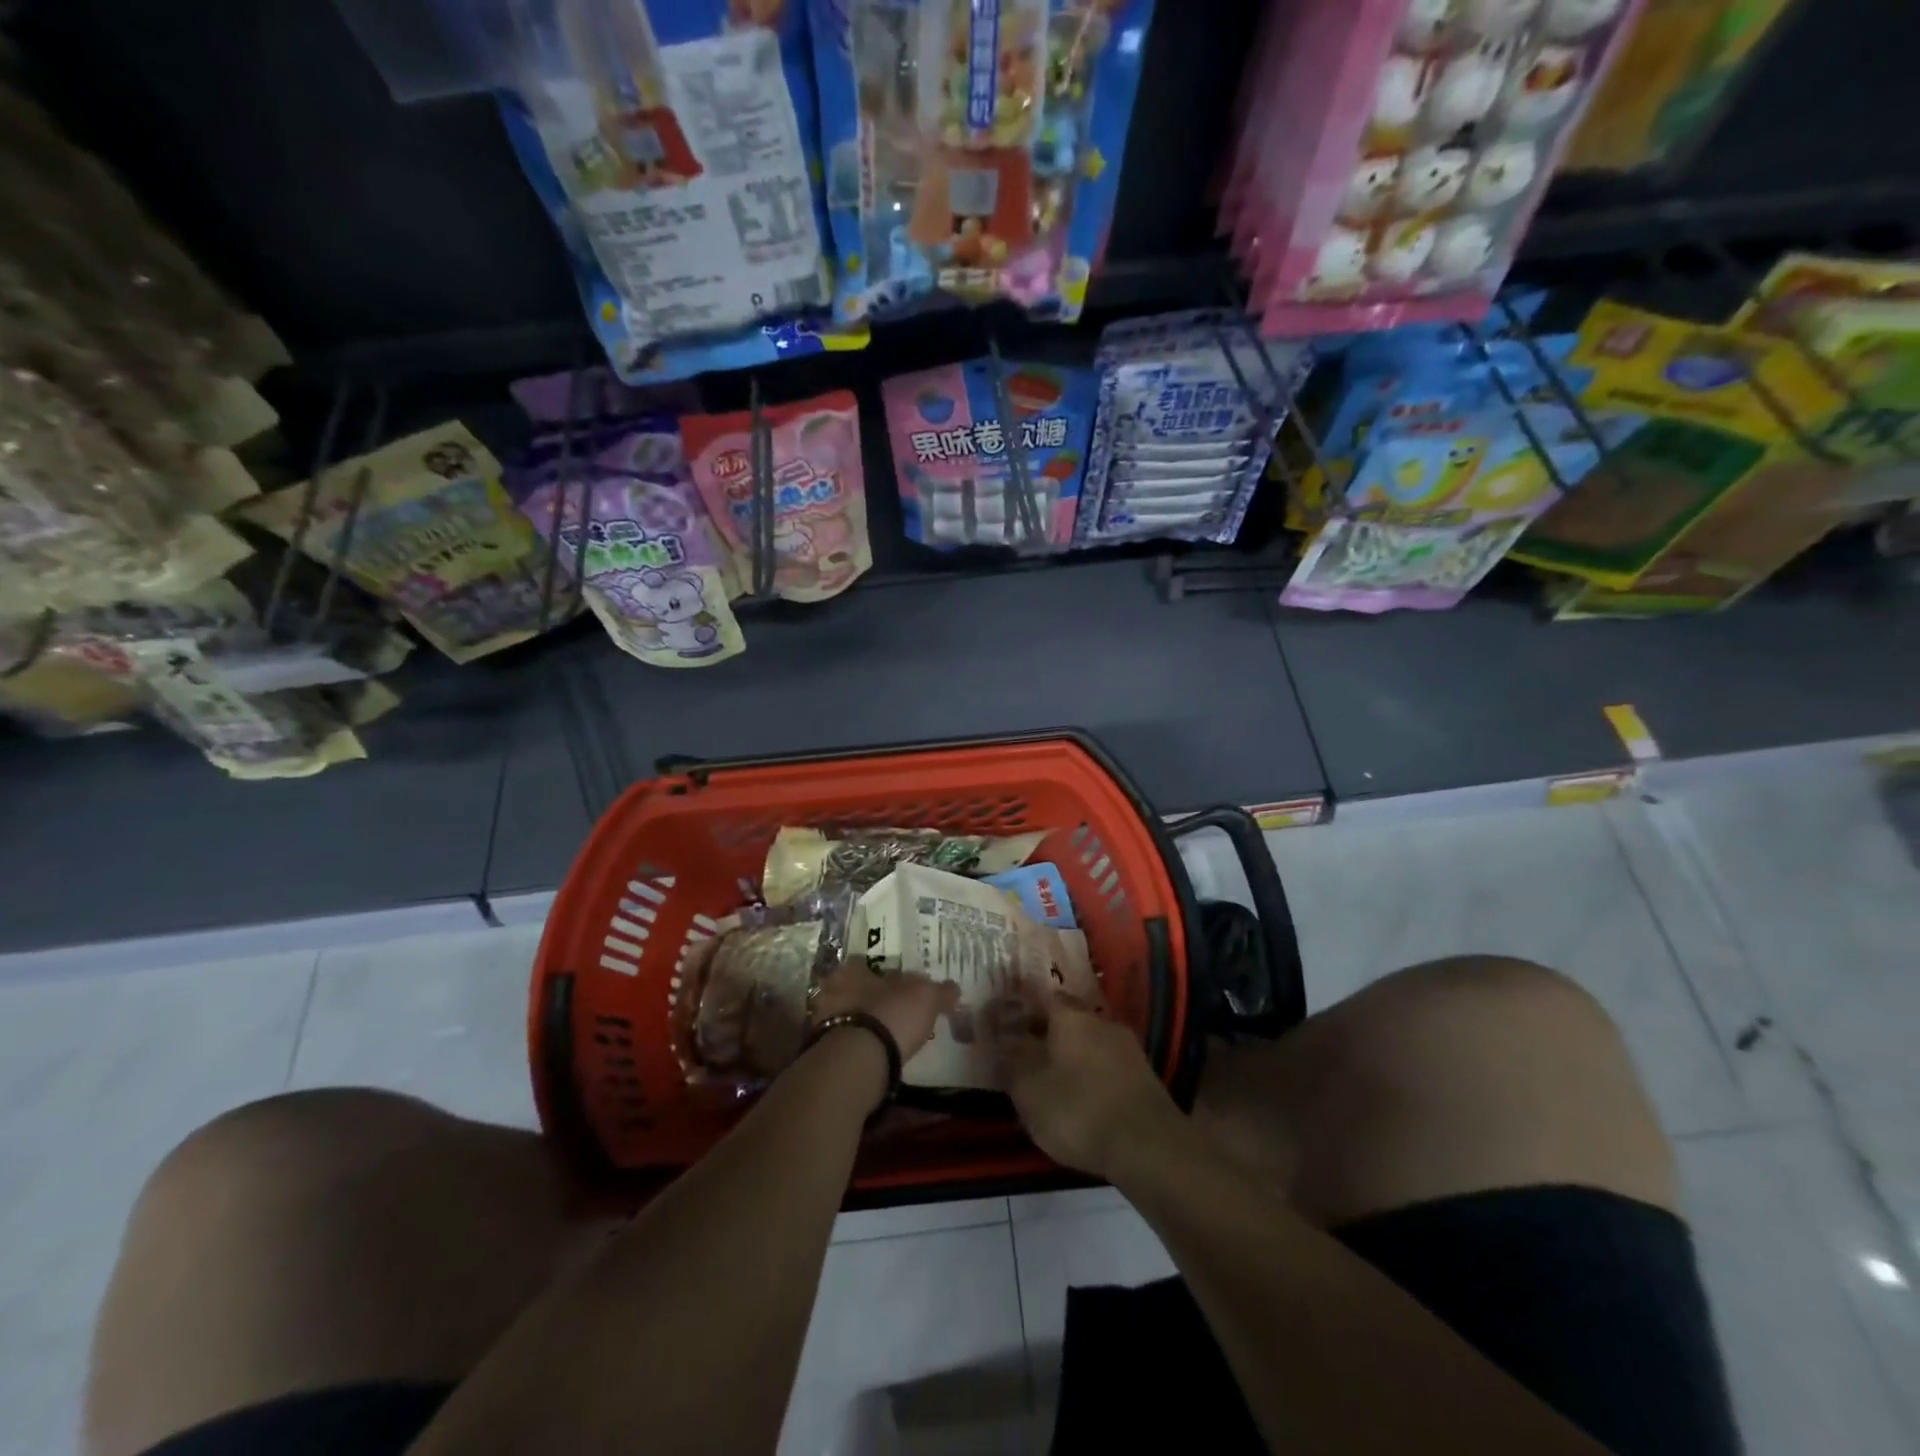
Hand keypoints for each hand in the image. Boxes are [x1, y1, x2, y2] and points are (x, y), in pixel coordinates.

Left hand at [809, 964, 957, 1062]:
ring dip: (860, 1022)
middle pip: (853, 990)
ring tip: (882, 1035)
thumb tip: (953, 988)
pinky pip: (841, 1041)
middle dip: (869, 998)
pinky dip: (855, 1045)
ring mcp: (823, 1020)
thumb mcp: (926, 997)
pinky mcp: (821, 1049)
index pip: (865, 963)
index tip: (898, 986)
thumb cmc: (893, 1013)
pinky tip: (871, 1054)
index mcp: (853, 969)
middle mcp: (832, 988)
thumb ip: (940, 991)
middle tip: (891, 1010)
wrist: (858, 1059)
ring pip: (845, 1015)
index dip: (883, 975)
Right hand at [998, 989, 1178, 1180]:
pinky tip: (1082, 1098)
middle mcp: (1101, 1020)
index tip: (1008, 1022)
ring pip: (1089, 1041)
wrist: (1148, 1147)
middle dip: (1047, 1032)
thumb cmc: (1079, 1110)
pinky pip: (1107, 1064)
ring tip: (1052, 1079)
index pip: (1043, 996)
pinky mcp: (1143, 1076)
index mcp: (1071, 1016)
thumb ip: (1011, 1062)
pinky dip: (1091, 1074)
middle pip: (1068, 1018)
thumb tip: (1002, 1042)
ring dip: (1071, 1054)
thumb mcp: (1029, 1091)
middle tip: (1026, 1052)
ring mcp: (1127, 1047)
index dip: (1024, 1007)